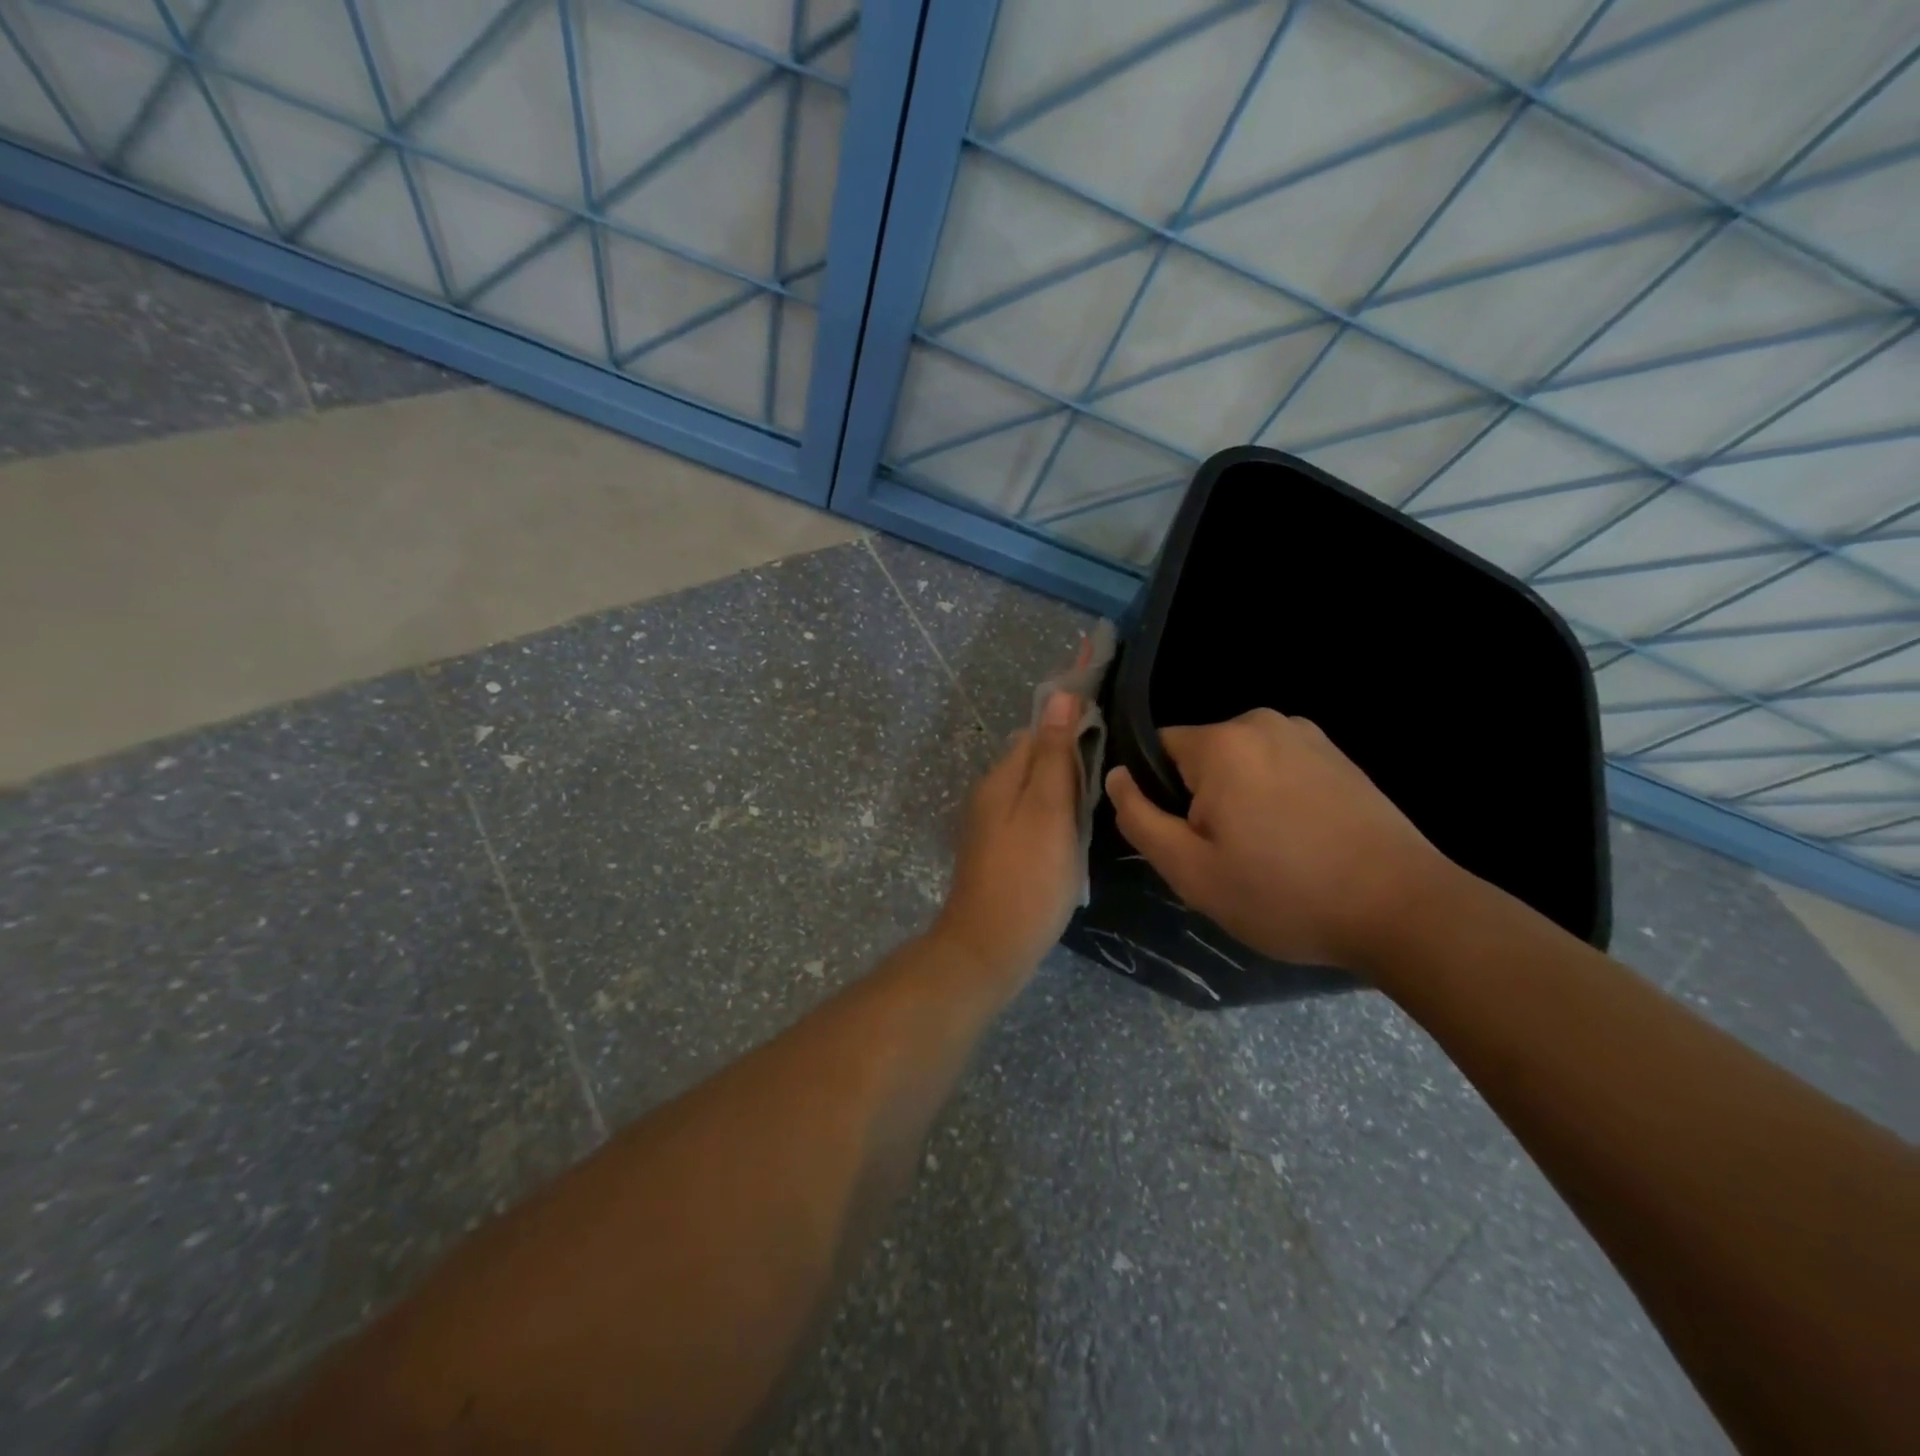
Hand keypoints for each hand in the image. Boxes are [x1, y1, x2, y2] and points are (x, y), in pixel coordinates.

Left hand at [933, 691, 1084, 986]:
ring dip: (1064, 788)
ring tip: (1097, 805)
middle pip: (1035, 757)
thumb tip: (1060, 695)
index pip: (1038, 729)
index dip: (1072, 722)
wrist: (989, 948)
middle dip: (1070, 757)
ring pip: (1035, 788)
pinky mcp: (1000, 850)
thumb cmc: (1028, 878)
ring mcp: (992, 823)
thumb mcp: (1049, 811)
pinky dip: (1055, 815)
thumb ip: (1054, 754)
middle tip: (1108, 776)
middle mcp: (991, 793)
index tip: (1110, 732)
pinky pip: (1032, 815)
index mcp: (1001, 777)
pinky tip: (1074, 834)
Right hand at [1105, 709, 1453, 974]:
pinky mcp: (1339, 757)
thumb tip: (1115, 776)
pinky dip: (1275, 800)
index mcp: (1223, 742)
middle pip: (1200, 759)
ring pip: (1241, 766)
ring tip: (1267, 856)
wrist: (1404, 911)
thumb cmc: (1284, 893)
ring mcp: (1309, 736)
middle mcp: (1264, 722)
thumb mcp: (1190, 870)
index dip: (1159, 797)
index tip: (1185, 841)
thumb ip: (1138, 818)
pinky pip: (1280, 770)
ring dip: (1239, 802)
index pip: (1156, 750)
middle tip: (1225, 858)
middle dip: (1200, 800)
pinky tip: (1301, 844)